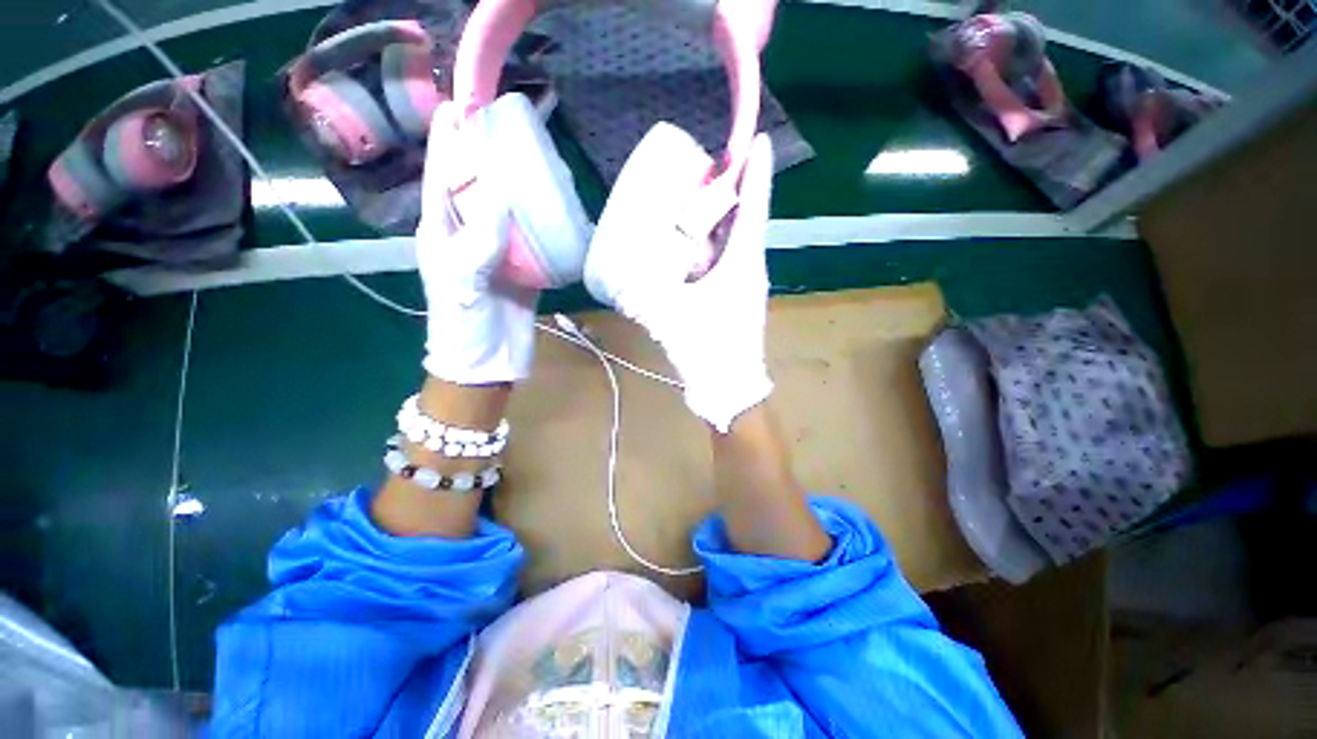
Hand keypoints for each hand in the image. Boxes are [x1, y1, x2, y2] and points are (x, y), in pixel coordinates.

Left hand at [416, 102, 537, 384]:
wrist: (489, 361)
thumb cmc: (464, 321)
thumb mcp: (464, 277)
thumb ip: (480, 237)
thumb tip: (504, 195)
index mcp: (443, 232)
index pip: (441, 178)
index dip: (446, 143)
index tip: (458, 108)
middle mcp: (468, 236)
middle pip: (478, 190)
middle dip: (488, 160)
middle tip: (510, 133)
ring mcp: (497, 254)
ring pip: (508, 213)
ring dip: (520, 190)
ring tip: (538, 165)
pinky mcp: (522, 270)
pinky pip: (532, 239)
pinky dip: (542, 224)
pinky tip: (556, 209)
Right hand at [585, 129, 775, 431]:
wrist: (730, 388)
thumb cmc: (709, 351)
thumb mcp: (673, 318)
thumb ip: (646, 297)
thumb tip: (621, 281)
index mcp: (743, 266)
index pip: (753, 210)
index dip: (756, 174)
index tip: (757, 140)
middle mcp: (750, 269)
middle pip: (746, 220)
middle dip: (733, 190)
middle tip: (709, 167)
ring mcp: (746, 284)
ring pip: (738, 240)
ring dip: (723, 218)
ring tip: (700, 198)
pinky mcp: (737, 297)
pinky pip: (728, 259)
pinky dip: (715, 244)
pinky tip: (694, 245)